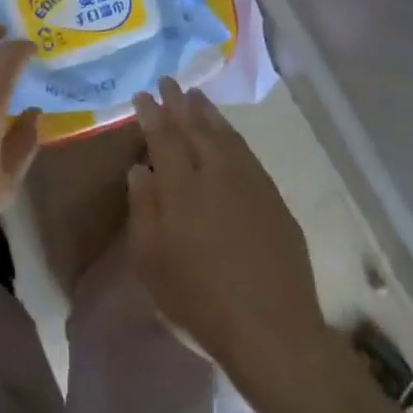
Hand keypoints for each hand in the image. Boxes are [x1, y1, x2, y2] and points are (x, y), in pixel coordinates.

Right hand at [128, 79, 324, 382]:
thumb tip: (139, 169)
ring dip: (208, 113)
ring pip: (224, 135)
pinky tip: (227, 134)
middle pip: (195, 126)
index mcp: (181, 186)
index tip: (142, 94)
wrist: (271, 330)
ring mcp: (249, 183)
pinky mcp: (273, 198)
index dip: (152, 113)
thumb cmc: (199, 299)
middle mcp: (216, 173)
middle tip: (168, 81)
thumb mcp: (151, 261)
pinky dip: (232, 135)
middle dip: (179, 102)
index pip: (163, 136)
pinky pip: (247, 153)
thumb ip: (143, 209)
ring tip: (195, 97)